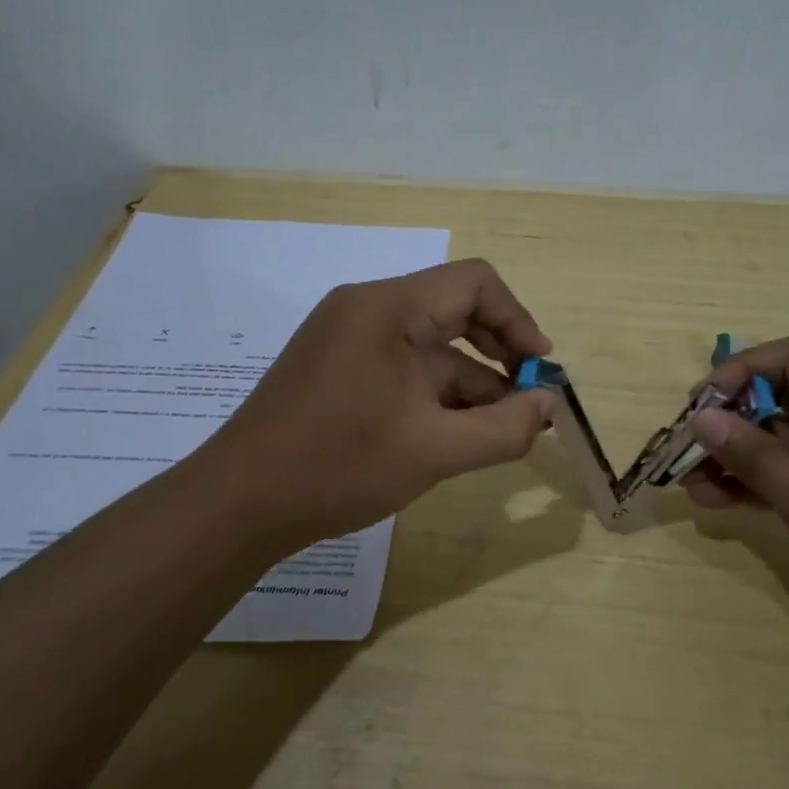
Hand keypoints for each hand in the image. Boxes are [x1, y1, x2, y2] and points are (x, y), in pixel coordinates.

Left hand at [199, 259, 556, 555]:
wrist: (239, 504)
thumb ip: (504, 428)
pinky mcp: (336, 369)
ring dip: (469, 385)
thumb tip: (548, 405)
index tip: (539, 371)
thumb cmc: (340, 467)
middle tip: (527, 404)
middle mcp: (366, 310)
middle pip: (453, 312)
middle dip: (498, 358)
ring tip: (498, 432)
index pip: (474, 283)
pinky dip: (435, 396)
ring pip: (428, 349)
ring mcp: (346, 339)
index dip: (518, 320)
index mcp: (388, 309)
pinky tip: (453, 435)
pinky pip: (402, 369)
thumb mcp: (436, 451)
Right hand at [682, 338, 788, 654]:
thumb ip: (754, 457)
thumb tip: (702, 417)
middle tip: (682, 453)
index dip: (736, 373)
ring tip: (688, 484)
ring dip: (736, 459)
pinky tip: (717, 501)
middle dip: (728, 423)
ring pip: (782, 441)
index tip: (697, 409)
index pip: (788, 359)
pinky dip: (759, 484)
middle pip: (780, 399)